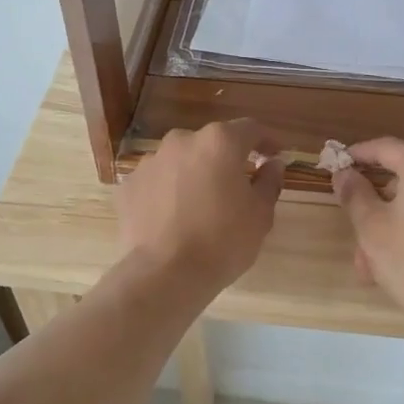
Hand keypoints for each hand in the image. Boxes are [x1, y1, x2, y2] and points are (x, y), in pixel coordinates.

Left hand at [116, 120, 284, 297]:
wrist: (164, 275)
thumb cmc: (222, 242)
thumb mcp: (260, 215)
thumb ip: (269, 182)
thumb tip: (272, 164)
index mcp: (219, 142)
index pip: (250, 129)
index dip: (266, 140)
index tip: (274, 155)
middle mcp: (182, 141)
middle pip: (211, 143)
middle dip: (226, 159)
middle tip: (237, 186)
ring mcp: (150, 162)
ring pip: (181, 161)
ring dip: (195, 174)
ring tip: (201, 204)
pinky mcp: (129, 185)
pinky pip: (157, 181)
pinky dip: (168, 191)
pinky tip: (174, 217)